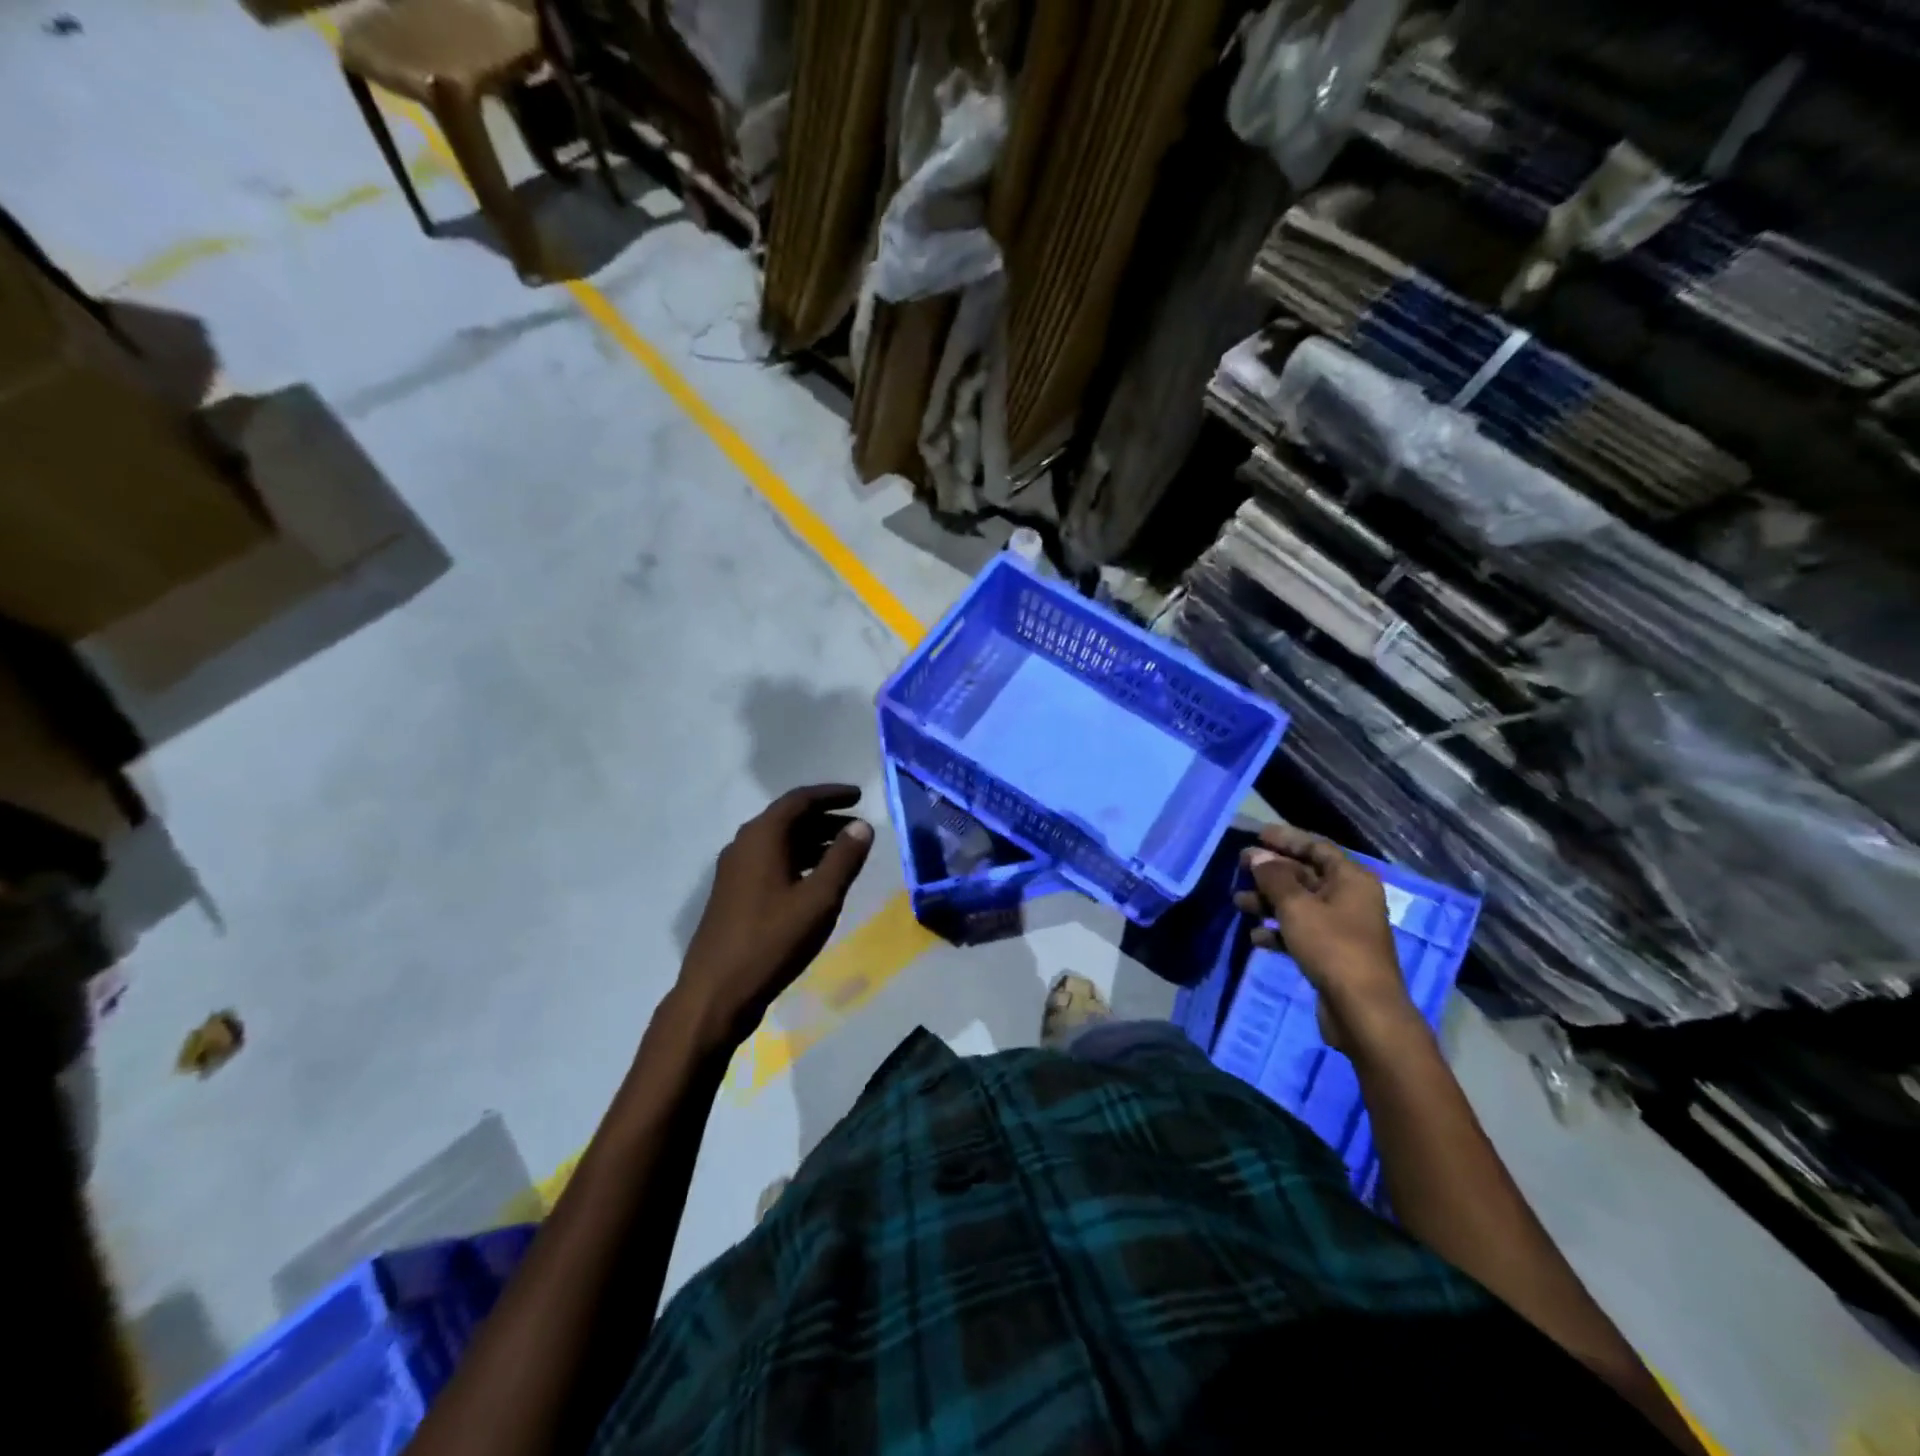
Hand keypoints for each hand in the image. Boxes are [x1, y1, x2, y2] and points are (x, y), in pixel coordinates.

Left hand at [677, 785, 873, 1043]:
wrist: (715, 993)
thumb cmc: (772, 941)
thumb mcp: (819, 899)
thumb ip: (843, 859)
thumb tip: (862, 826)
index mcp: (762, 837)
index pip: (799, 800)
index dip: (831, 794)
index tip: (859, 795)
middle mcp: (744, 845)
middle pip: (788, 818)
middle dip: (825, 818)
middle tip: (857, 828)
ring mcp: (734, 871)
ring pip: (779, 842)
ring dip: (812, 841)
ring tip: (844, 853)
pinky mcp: (732, 894)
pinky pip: (770, 861)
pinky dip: (797, 860)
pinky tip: (815, 881)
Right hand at [1232, 825, 1414, 1052]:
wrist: (1363, 1011)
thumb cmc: (1332, 947)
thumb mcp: (1297, 906)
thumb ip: (1274, 877)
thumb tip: (1258, 856)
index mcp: (1351, 880)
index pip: (1316, 848)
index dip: (1286, 839)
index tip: (1257, 835)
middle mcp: (1349, 899)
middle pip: (1305, 875)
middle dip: (1271, 872)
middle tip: (1239, 867)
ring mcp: (1342, 928)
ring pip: (1299, 905)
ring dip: (1268, 902)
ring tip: (1238, 903)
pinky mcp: (1332, 954)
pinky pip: (1300, 932)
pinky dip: (1278, 931)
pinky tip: (1256, 937)